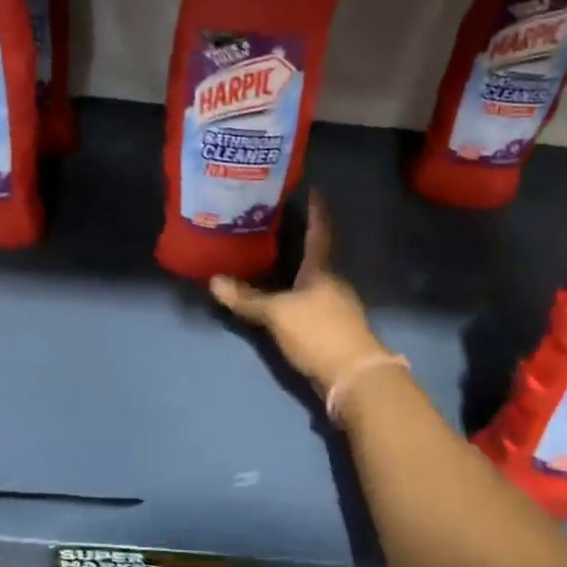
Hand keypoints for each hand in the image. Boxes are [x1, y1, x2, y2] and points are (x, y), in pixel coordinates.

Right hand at [210, 193, 390, 394]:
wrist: (353, 376)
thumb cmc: (318, 332)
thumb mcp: (277, 314)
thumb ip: (247, 299)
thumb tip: (213, 282)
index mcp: (322, 271)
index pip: (319, 233)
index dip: (316, 212)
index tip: (314, 190)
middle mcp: (332, 284)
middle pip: (316, 257)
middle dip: (298, 243)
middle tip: (274, 227)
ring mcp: (335, 308)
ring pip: (312, 283)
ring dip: (295, 272)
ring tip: (270, 262)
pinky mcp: (332, 330)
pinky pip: (309, 305)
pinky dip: (294, 298)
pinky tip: (279, 301)